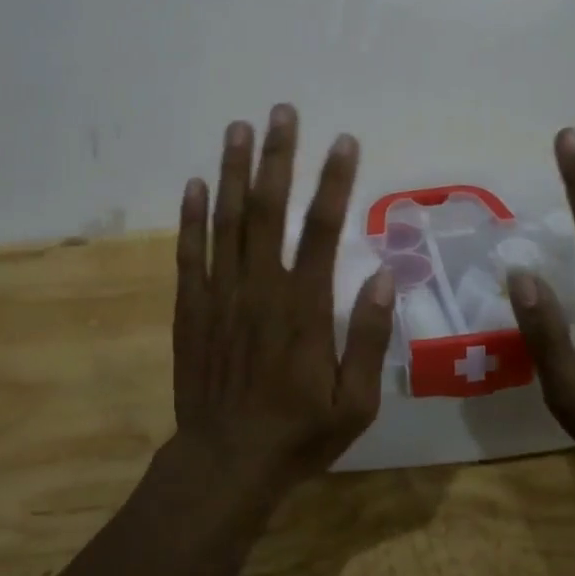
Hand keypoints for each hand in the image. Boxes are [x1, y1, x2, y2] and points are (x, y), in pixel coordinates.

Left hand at [170, 103, 395, 493]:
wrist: (225, 463)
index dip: (335, 181)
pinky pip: (189, 252)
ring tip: (238, 128)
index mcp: (305, 306)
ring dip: (234, 170)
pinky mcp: (191, 305)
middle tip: (281, 112)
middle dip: (278, 156)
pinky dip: (192, 216)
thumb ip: (368, 338)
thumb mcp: (356, 402)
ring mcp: (221, 292)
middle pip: (270, 208)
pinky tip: (195, 182)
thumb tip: (385, 277)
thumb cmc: (298, 433)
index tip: (343, 141)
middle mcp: (261, 287)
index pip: (324, 229)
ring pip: (228, 219)